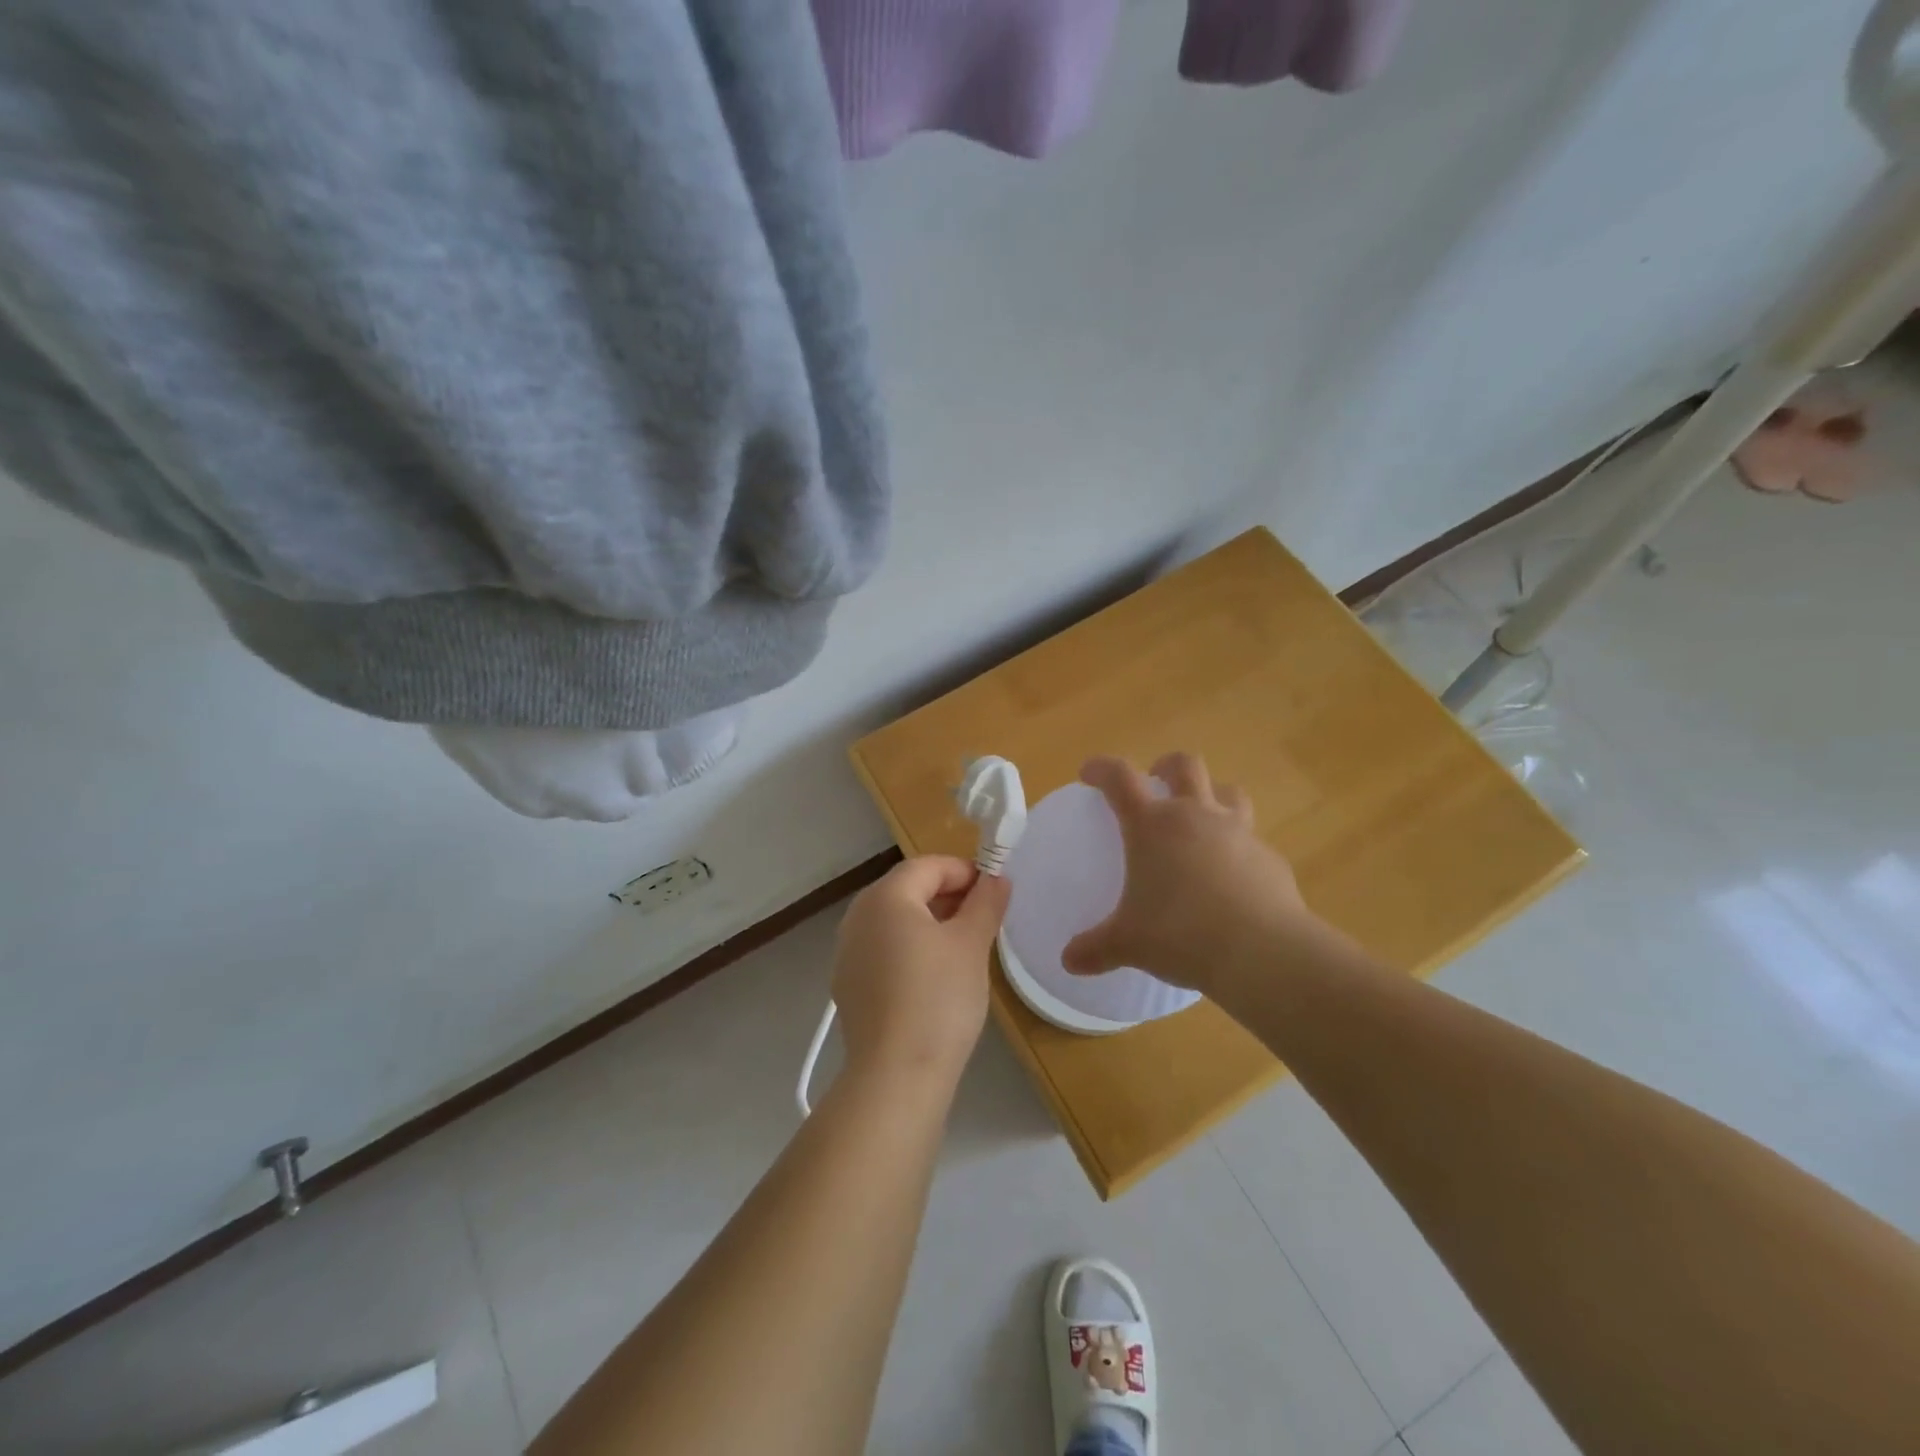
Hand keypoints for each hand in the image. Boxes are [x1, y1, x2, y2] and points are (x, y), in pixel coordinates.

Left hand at [832, 855, 1011, 1091]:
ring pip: (895, 921)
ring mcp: (848, 953)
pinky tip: (935, 978)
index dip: (964, 871)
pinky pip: (884, 950)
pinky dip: (911, 949)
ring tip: (965, 947)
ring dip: (930, 922)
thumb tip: (996, 879)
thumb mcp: (972, 944)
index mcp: (884, 898)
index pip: (927, 866)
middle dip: (948, 895)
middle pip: (907, 890)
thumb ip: (985, 903)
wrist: (896, 1076)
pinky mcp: (849, 985)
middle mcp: (857, 917)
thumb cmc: (938, 999)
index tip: (995, 891)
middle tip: (984, 918)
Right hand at [1062, 753, 1324, 995]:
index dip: (1102, 769)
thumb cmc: (1181, 935)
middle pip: (1185, 766)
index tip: (1089, 773)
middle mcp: (1196, 816)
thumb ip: (1097, 948)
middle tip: (1156, 779)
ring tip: (1203, 817)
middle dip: (1167, 766)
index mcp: (1153, 826)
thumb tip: (1069, 961)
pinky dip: (1239, 850)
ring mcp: (1239, 834)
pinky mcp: (1271, 859)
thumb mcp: (1129, 944)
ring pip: (1229, 792)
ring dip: (1212, 795)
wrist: (1261, 952)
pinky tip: (1234, 879)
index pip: (1120, 778)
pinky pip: (1252, 842)